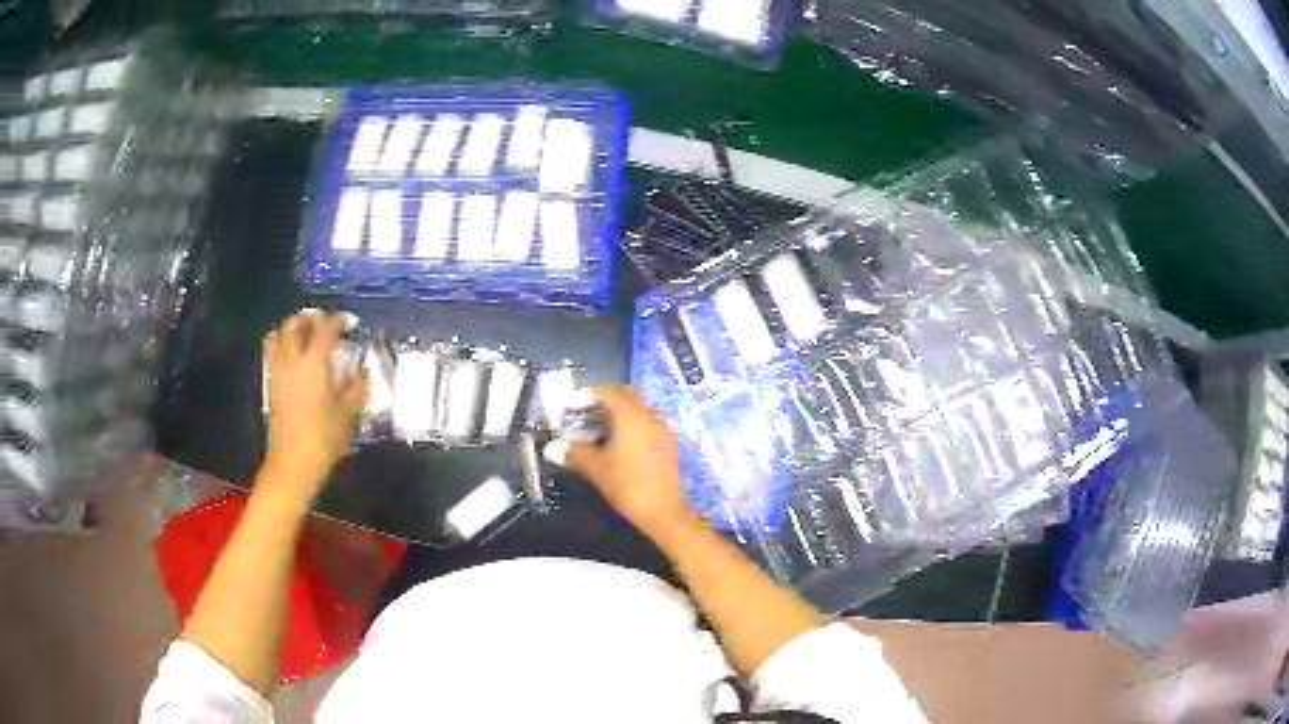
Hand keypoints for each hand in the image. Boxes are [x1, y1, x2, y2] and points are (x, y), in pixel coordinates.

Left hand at [263, 310, 367, 496]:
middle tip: (324, 323)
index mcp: (314, 363)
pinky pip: (273, 352)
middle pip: (295, 324)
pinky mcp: (272, 383)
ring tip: (306, 334)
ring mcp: (279, 371)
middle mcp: (293, 360)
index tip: (349, 322)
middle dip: (310, 318)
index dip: (339, 320)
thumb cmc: (324, 438)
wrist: (294, 462)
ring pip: (280, 335)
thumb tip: (363, 371)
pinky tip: (294, 356)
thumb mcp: (348, 414)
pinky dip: (282, 345)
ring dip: (293, 329)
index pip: (327, 329)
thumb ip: (357, 388)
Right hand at [554, 386, 691, 535]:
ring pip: (639, 409)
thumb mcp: (597, 469)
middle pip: (626, 395)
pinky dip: (633, 426)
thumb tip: (552, 448)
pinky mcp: (670, 443)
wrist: (665, 512)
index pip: (607, 391)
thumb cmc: (628, 486)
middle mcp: (649, 415)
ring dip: (621, 413)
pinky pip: (648, 423)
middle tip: (586, 414)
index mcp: (630, 415)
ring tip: (600, 430)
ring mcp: (663, 428)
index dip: (587, 395)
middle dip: (606, 401)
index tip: (571, 405)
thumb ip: (574, 453)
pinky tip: (621, 444)